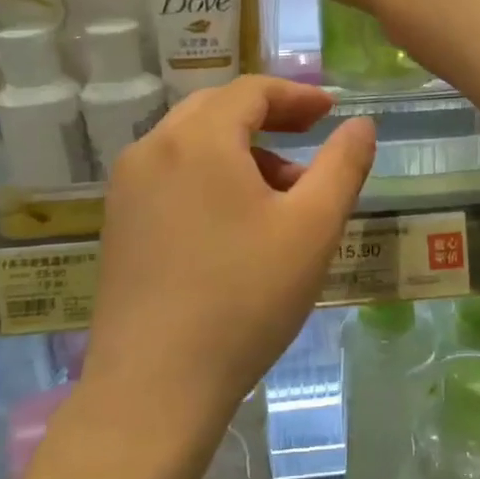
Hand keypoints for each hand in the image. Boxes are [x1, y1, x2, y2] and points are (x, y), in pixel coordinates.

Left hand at [85, 77, 375, 433]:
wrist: (154, 387)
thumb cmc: (244, 299)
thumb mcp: (313, 228)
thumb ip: (343, 166)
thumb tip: (361, 124)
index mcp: (198, 139)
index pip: (251, 91)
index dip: (297, 95)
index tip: (330, 110)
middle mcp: (153, 149)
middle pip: (217, 110)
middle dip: (269, 118)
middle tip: (310, 137)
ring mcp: (127, 187)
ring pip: (192, 144)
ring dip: (241, 151)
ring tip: (282, 195)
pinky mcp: (118, 223)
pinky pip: (171, 175)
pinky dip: (210, 176)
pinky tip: (236, 223)